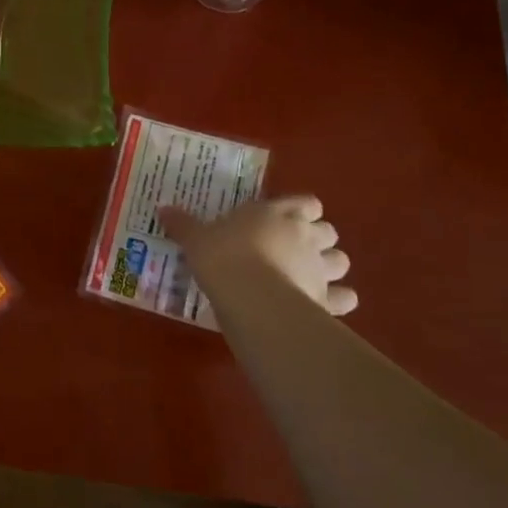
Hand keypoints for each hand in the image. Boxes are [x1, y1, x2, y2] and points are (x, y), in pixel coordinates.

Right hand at [160, 195, 356, 315]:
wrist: (250, 297)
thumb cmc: (223, 257)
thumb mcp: (196, 238)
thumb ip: (183, 224)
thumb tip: (162, 209)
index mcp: (278, 213)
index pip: (306, 202)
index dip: (300, 210)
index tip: (284, 219)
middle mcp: (306, 236)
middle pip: (328, 231)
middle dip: (317, 238)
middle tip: (293, 249)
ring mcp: (321, 268)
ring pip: (341, 261)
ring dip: (329, 266)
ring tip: (308, 275)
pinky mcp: (327, 299)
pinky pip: (345, 298)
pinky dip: (337, 300)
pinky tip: (322, 305)